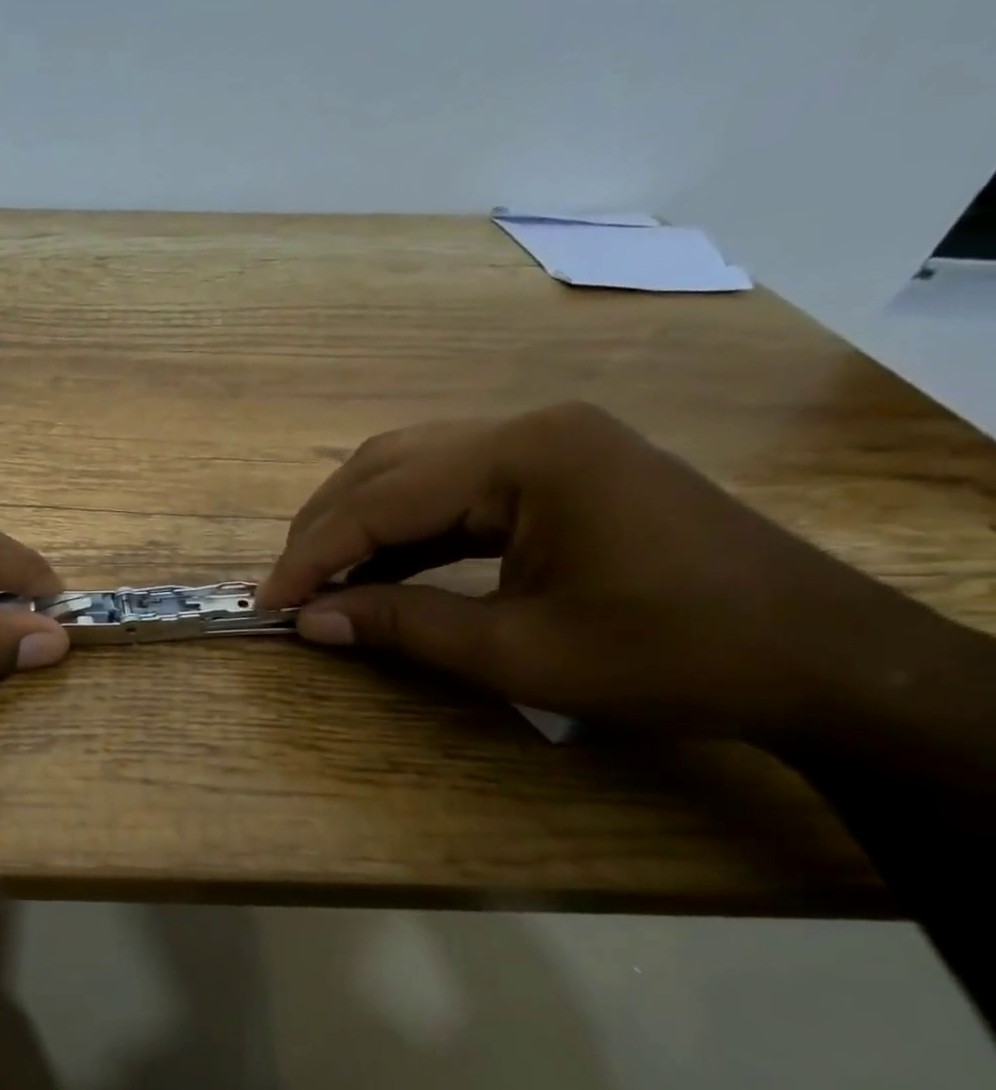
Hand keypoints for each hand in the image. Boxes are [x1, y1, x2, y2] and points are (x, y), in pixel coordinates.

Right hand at [258, 401, 922, 742]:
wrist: (821, 660)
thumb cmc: (672, 656)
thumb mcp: (519, 652)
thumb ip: (402, 626)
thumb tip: (311, 622)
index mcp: (524, 456)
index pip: (381, 499)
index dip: (313, 554)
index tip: (268, 602)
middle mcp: (529, 429)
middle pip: (387, 468)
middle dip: (326, 530)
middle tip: (287, 589)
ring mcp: (547, 444)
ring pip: (414, 472)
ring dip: (359, 525)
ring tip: (321, 579)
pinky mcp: (558, 470)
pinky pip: (454, 490)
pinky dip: (405, 531)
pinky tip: (381, 569)